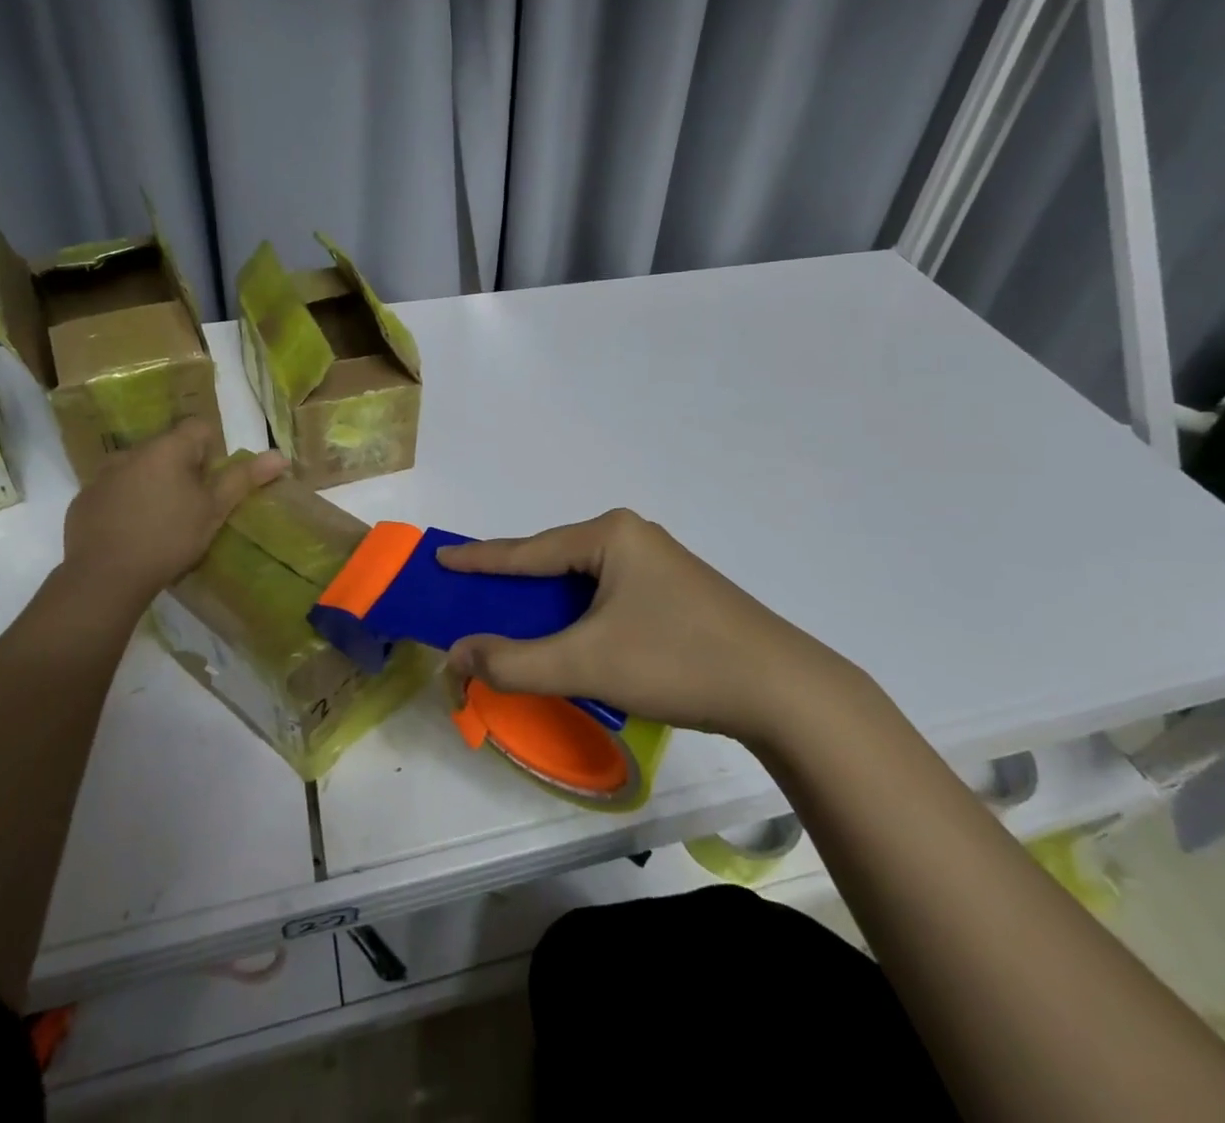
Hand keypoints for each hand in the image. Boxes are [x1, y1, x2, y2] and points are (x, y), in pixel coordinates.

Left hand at [60, 421, 285, 600]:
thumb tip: (279, 455)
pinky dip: (125, 503)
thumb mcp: (213, 511)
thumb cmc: (169, 538)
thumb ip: (243, 479)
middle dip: (182, 470)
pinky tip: (131, 533)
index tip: (212, 485)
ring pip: (138, 469)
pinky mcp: (83, 501)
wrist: (104, 579)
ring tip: (160, 522)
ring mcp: (102, 476)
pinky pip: (113, 492)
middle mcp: (132, 452)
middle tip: (191, 507)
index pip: (199, 428)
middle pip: (168, 448)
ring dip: (152, 485)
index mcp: (167, 448)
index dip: (213, 452)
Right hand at [437, 509, 862, 745]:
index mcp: (610, 534)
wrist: (783, 690)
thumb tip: (457, 655)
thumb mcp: (586, 663)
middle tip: (473, 596)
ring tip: (514, 621)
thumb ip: (515, 662)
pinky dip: (578, 615)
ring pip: (583, 580)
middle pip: (554, 560)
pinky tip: (571, 637)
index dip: (480, 559)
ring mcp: (659, 563)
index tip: (441, 557)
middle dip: (514, 583)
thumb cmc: (676, 660)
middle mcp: (632, 536)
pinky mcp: (676, 592)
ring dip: (547, 604)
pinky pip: (607, 595)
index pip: (527, 549)